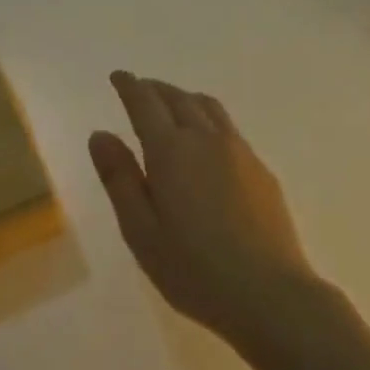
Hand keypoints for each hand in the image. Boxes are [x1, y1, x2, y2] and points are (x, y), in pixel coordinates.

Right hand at [89, 72, 318, 348]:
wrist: (269, 293)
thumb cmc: (193, 269)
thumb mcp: (140, 231)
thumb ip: (119, 178)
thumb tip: (100, 135)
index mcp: (171, 151)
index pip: (145, 103)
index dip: (129, 86)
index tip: (118, 76)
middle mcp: (206, 139)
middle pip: (178, 99)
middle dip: (156, 89)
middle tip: (140, 88)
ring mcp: (239, 152)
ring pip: (208, 108)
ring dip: (184, 98)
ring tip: (172, 105)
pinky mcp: (261, 169)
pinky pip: (228, 128)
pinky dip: (207, 119)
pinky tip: (206, 140)